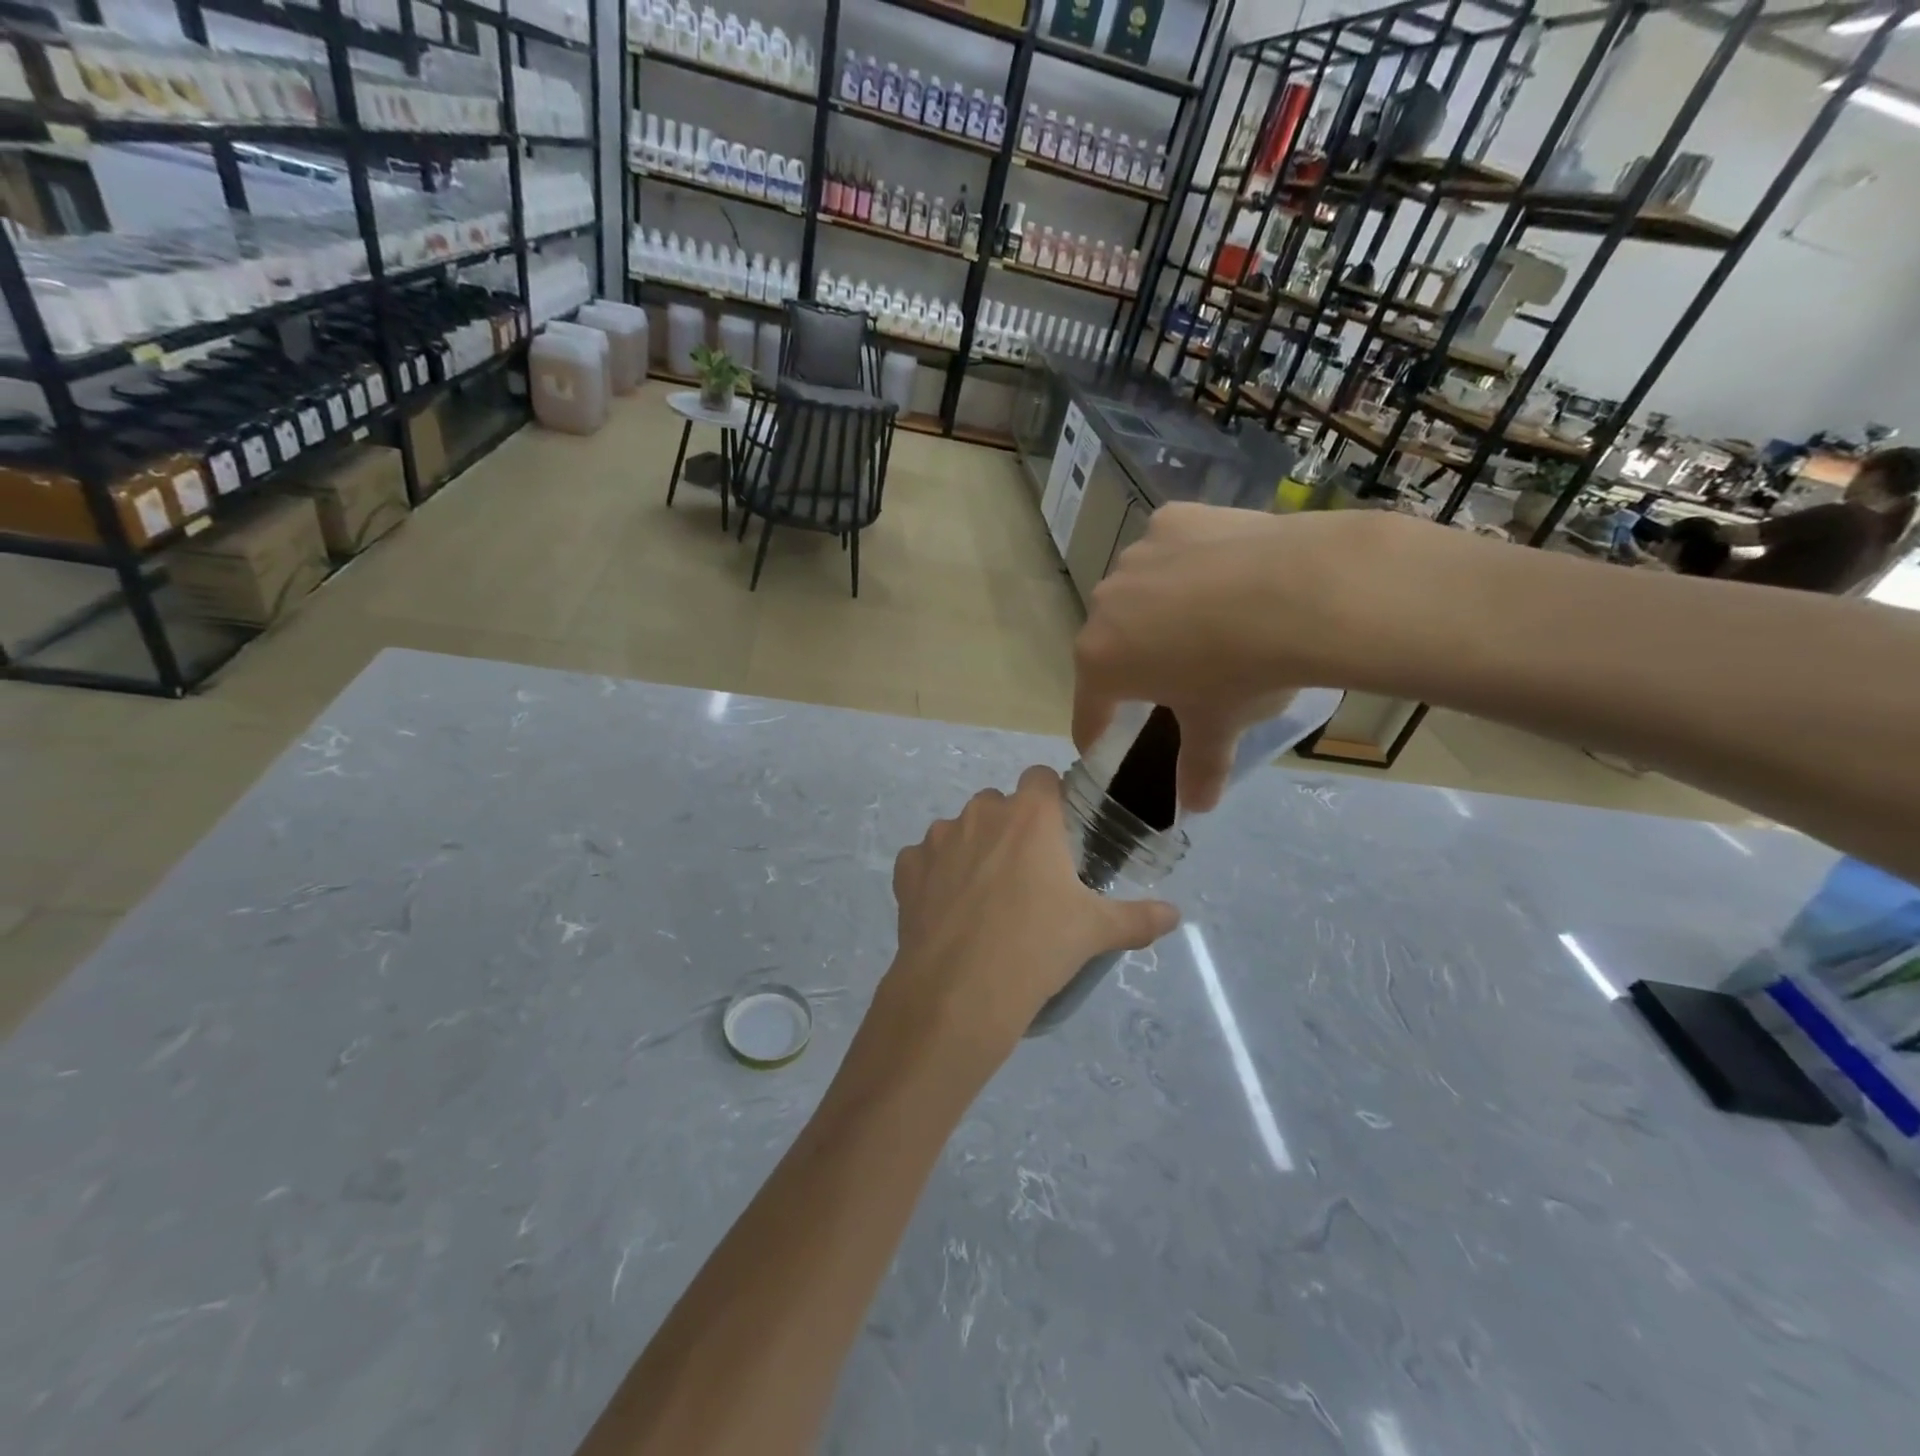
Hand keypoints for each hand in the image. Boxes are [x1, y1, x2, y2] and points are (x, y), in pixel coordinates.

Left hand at [873, 766, 1177, 1079]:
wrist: (960, 992)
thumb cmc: (1037, 947)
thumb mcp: (1095, 932)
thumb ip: (1138, 918)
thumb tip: (1174, 915)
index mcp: (1030, 815)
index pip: (1041, 778)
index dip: (1051, 800)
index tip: (1058, 836)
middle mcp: (981, 813)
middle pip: (999, 804)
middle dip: (1011, 828)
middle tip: (1026, 875)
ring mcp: (938, 838)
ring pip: (960, 829)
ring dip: (972, 850)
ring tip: (984, 898)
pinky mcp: (907, 868)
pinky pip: (924, 860)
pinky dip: (934, 876)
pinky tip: (948, 911)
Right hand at [1073, 504, 1372, 811]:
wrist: (1302, 591)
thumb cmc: (1243, 672)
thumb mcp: (1219, 727)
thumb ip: (1199, 767)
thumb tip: (1197, 807)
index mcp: (1101, 660)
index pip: (1088, 707)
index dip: (1095, 731)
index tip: (1101, 743)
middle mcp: (1104, 603)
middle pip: (1110, 644)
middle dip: (1132, 664)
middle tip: (1172, 679)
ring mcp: (1137, 555)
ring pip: (1138, 593)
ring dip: (1158, 611)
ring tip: (1208, 621)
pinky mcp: (1172, 519)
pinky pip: (1169, 551)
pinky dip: (1186, 565)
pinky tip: (1224, 574)